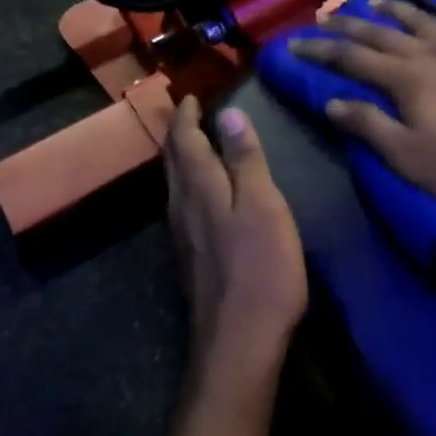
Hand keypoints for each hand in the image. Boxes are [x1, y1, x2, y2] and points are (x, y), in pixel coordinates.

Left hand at [163, 97, 306, 389]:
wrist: (239, 340)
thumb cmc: (260, 265)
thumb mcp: (262, 204)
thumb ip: (244, 159)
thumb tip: (228, 113)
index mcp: (199, 187)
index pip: (184, 140)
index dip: (186, 115)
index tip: (191, 95)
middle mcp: (181, 207)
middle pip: (173, 161)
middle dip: (180, 133)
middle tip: (190, 113)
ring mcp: (183, 235)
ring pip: (176, 184)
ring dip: (183, 158)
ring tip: (197, 143)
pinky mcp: (191, 257)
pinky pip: (184, 204)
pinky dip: (191, 183)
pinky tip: (205, 192)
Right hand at [288, 0, 435, 213]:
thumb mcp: (408, 157)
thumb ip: (368, 125)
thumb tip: (332, 102)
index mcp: (408, 79)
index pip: (353, 58)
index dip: (321, 50)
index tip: (294, 43)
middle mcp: (434, 53)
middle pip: (384, 33)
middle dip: (350, 24)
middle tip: (326, 16)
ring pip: (426, 20)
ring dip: (398, 9)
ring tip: (378, 0)